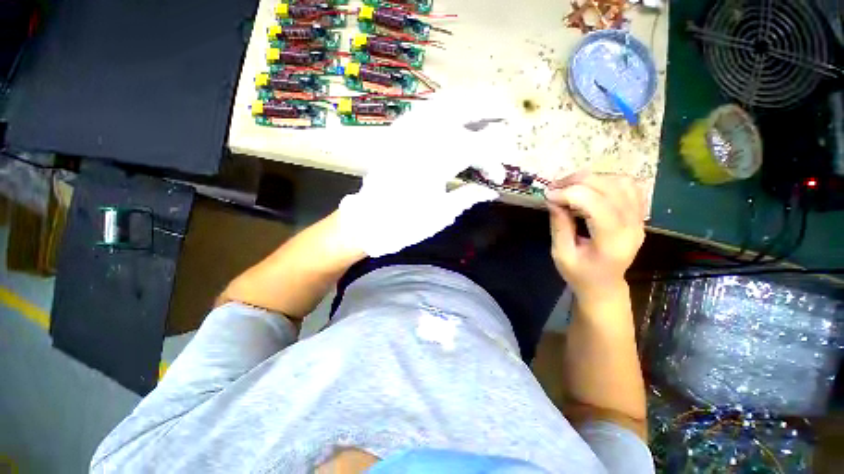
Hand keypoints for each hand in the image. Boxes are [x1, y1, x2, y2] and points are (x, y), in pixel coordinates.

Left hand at [338, 89, 515, 256]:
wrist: (369, 221)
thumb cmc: (406, 223)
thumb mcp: (442, 214)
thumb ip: (469, 196)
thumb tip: (492, 190)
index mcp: (435, 161)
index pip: (476, 148)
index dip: (493, 160)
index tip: (499, 176)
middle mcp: (421, 138)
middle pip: (462, 109)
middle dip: (489, 108)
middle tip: (507, 114)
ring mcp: (406, 132)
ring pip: (442, 102)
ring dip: (468, 102)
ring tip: (486, 109)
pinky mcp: (396, 134)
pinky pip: (425, 110)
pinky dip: (445, 108)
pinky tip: (455, 116)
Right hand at [545, 174, 644, 303]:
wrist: (604, 285)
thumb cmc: (580, 274)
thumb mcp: (561, 254)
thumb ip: (559, 225)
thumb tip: (553, 199)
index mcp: (612, 242)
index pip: (596, 205)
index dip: (570, 194)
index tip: (548, 195)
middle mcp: (632, 227)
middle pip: (610, 188)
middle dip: (578, 181)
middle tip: (555, 187)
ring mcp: (639, 219)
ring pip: (621, 182)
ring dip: (592, 178)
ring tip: (569, 185)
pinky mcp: (638, 214)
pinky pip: (629, 186)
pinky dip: (607, 180)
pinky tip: (589, 187)